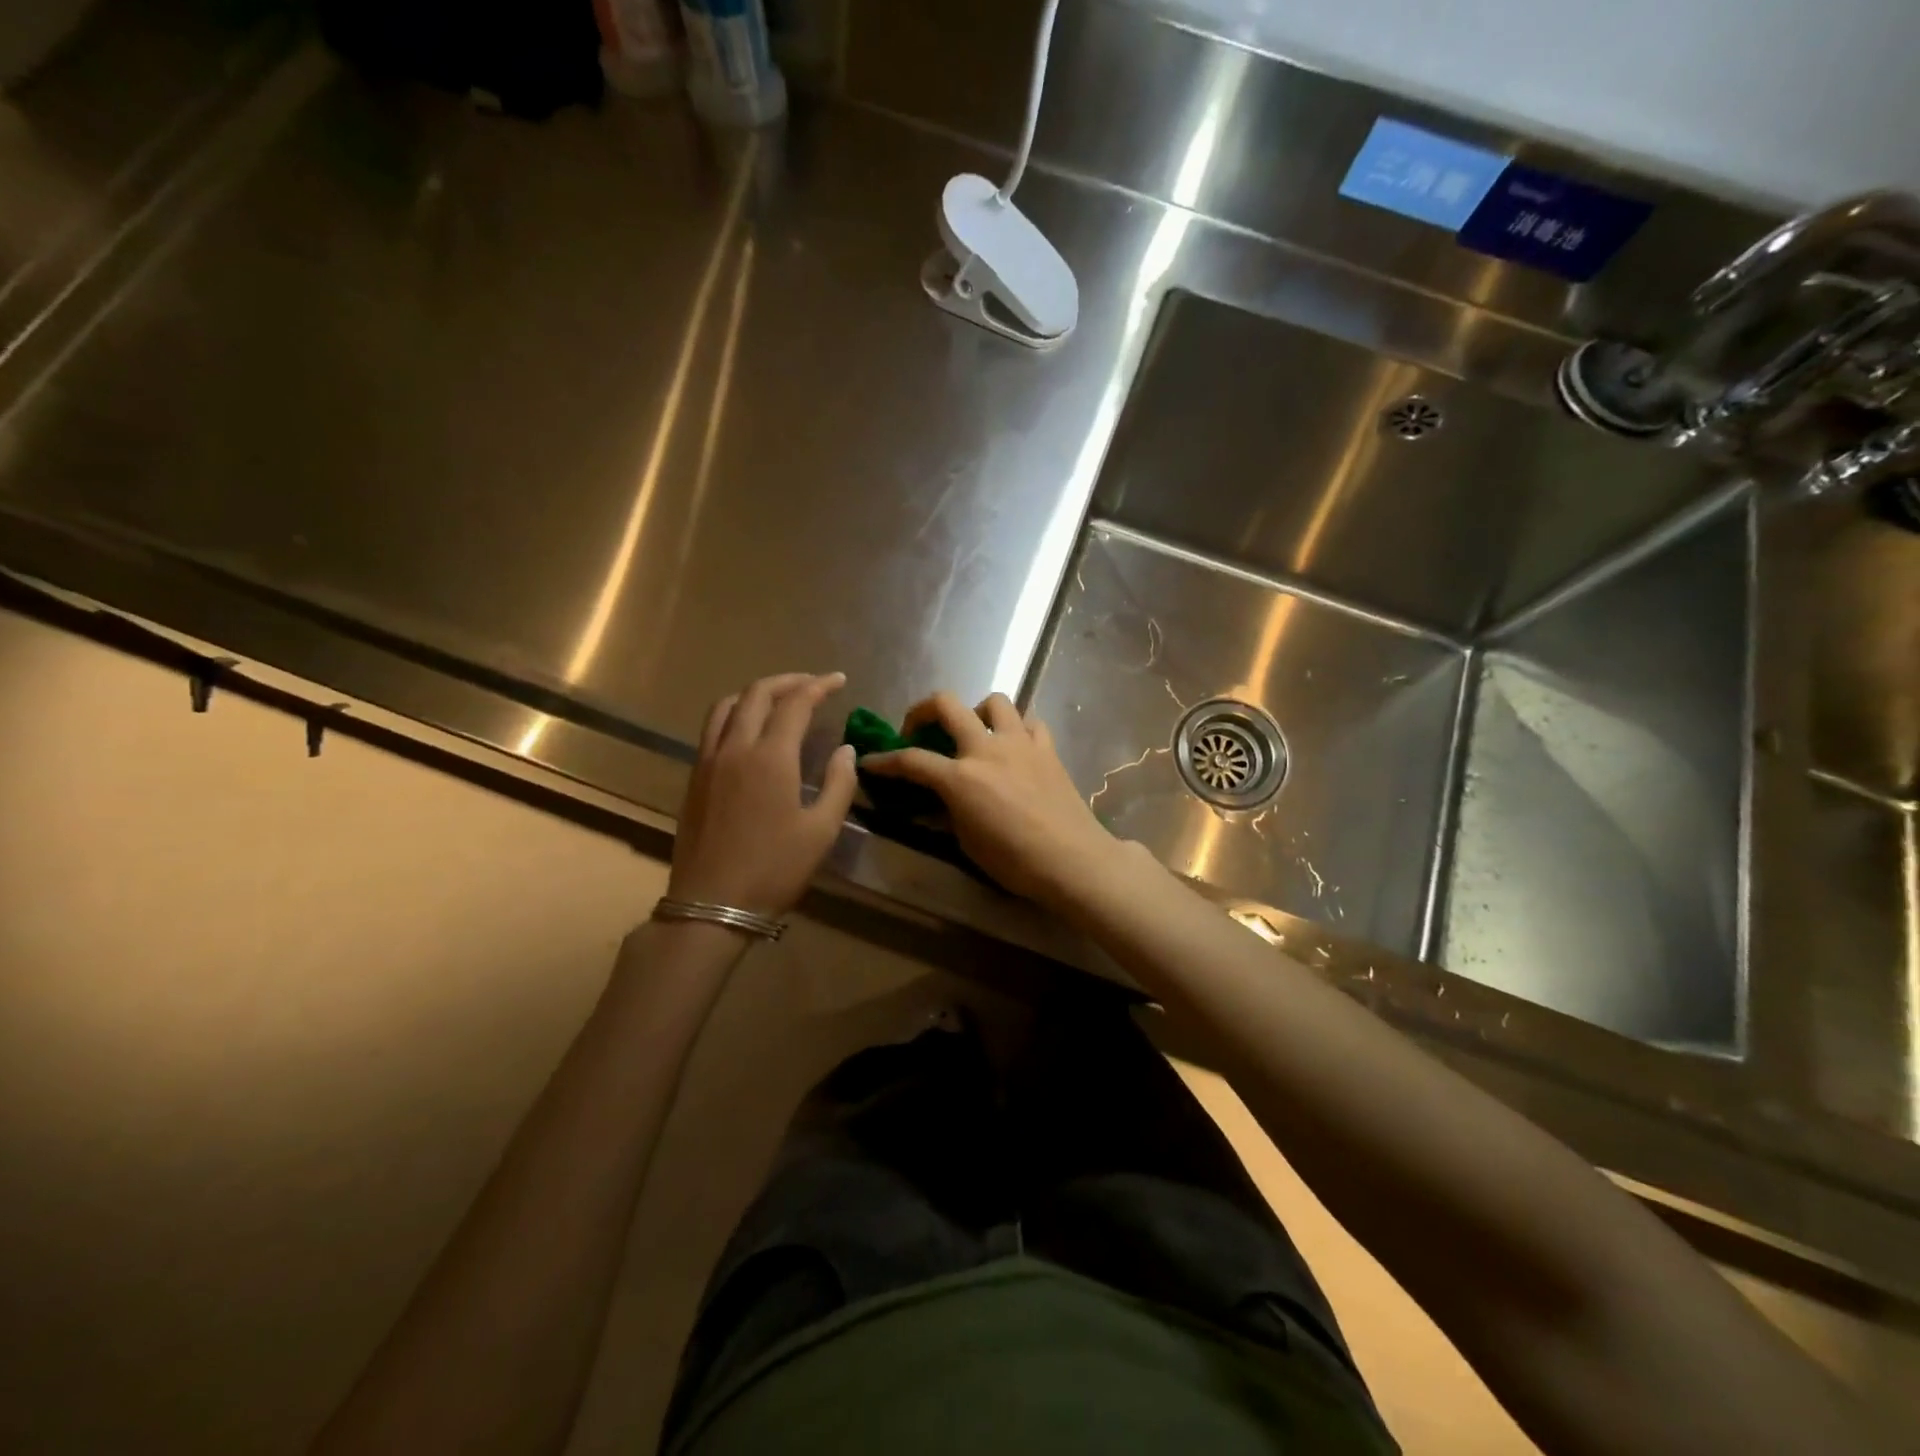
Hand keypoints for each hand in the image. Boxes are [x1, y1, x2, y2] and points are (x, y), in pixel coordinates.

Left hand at [669, 673, 858, 916]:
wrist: (712, 905)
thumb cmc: (774, 870)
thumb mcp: (821, 831)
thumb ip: (838, 784)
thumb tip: (845, 750)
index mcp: (770, 757)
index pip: (795, 703)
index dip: (819, 686)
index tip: (839, 680)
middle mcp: (735, 748)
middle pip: (757, 694)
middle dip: (788, 681)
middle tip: (813, 684)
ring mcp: (708, 761)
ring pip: (727, 705)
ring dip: (755, 693)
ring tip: (779, 699)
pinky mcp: (694, 778)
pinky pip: (712, 728)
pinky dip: (733, 713)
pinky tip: (748, 730)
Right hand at [859, 692, 1121, 903]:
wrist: (1073, 860)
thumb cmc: (1015, 861)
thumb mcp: (967, 842)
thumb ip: (947, 811)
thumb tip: (935, 800)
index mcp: (960, 777)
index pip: (911, 760)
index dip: (885, 761)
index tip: (871, 762)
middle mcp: (986, 749)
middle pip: (947, 704)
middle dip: (923, 710)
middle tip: (918, 730)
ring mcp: (1020, 743)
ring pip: (994, 701)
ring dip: (976, 711)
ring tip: (974, 733)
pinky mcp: (1047, 748)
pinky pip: (1030, 722)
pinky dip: (1018, 728)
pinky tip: (1014, 746)